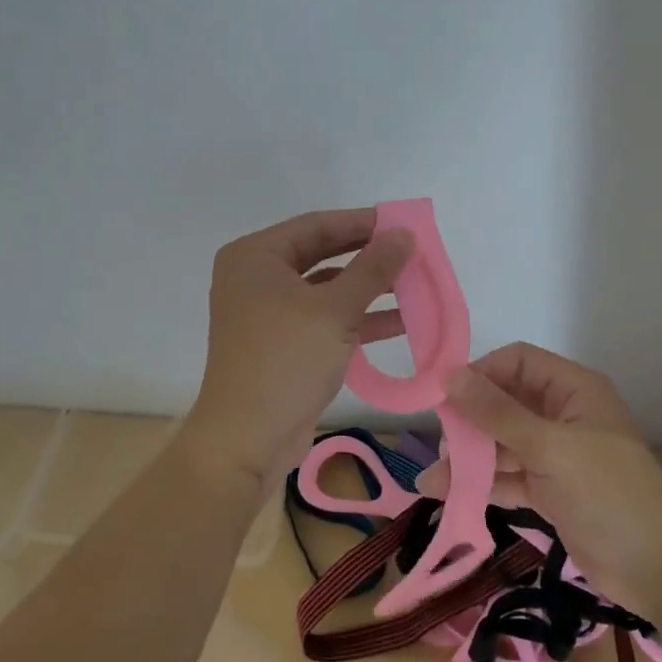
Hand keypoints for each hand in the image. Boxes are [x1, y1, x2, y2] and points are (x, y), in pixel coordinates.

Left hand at [183, 208, 413, 488]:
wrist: (247, 439)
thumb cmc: (286, 361)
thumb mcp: (335, 310)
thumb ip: (373, 269)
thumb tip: (404, 234)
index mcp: (256, 257)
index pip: (317, 225)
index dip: (363, 222)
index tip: (404, 224)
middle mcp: (257, 278)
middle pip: (322, 255)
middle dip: (369, 256)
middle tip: (412, 252)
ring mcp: (268, 313)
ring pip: (327, 289)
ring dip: (369, 289)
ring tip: (414, 285)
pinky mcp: (282, 344)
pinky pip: (324, 319)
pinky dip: (358, 319)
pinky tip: (400, 322)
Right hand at [428, 342, 661, 619]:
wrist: (657, 570)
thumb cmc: (608, 494)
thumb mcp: (550, 447)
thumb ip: (497, 413)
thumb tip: (449, 376)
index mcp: (573, 389)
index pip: (517, 363)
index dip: (481, 374)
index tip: (444, 398)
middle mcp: (562, 415)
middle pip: (505, 403)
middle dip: (469, 421)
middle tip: (440, 445)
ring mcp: (556, 455)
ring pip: (502, 443)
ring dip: (469, 458)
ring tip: (433, 479)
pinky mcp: (550, 490)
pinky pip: (508, 476)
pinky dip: (482, 484)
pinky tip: (448, 494)